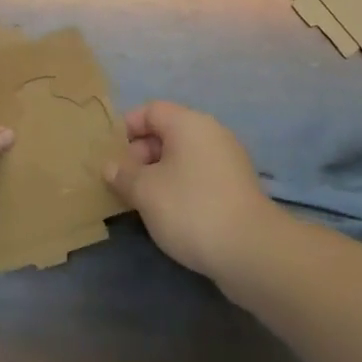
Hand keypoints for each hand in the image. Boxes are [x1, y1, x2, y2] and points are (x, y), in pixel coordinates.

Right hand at [105, 100, 283, 280]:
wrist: (251, 251)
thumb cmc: (190, 208)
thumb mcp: (145, 191)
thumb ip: (123, 174)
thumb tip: (111, 166)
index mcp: (189, 123)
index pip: (151, 110)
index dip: (127, 128)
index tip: (110, 154)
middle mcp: (211, 133)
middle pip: (168, 132)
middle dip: (141, 154)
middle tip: (123, 183)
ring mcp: (228, 160)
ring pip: (183, 157)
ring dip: (159, 174)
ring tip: (141, 201)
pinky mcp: (237, 188)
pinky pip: (199, 176)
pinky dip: (180, 187)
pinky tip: (170, 214)